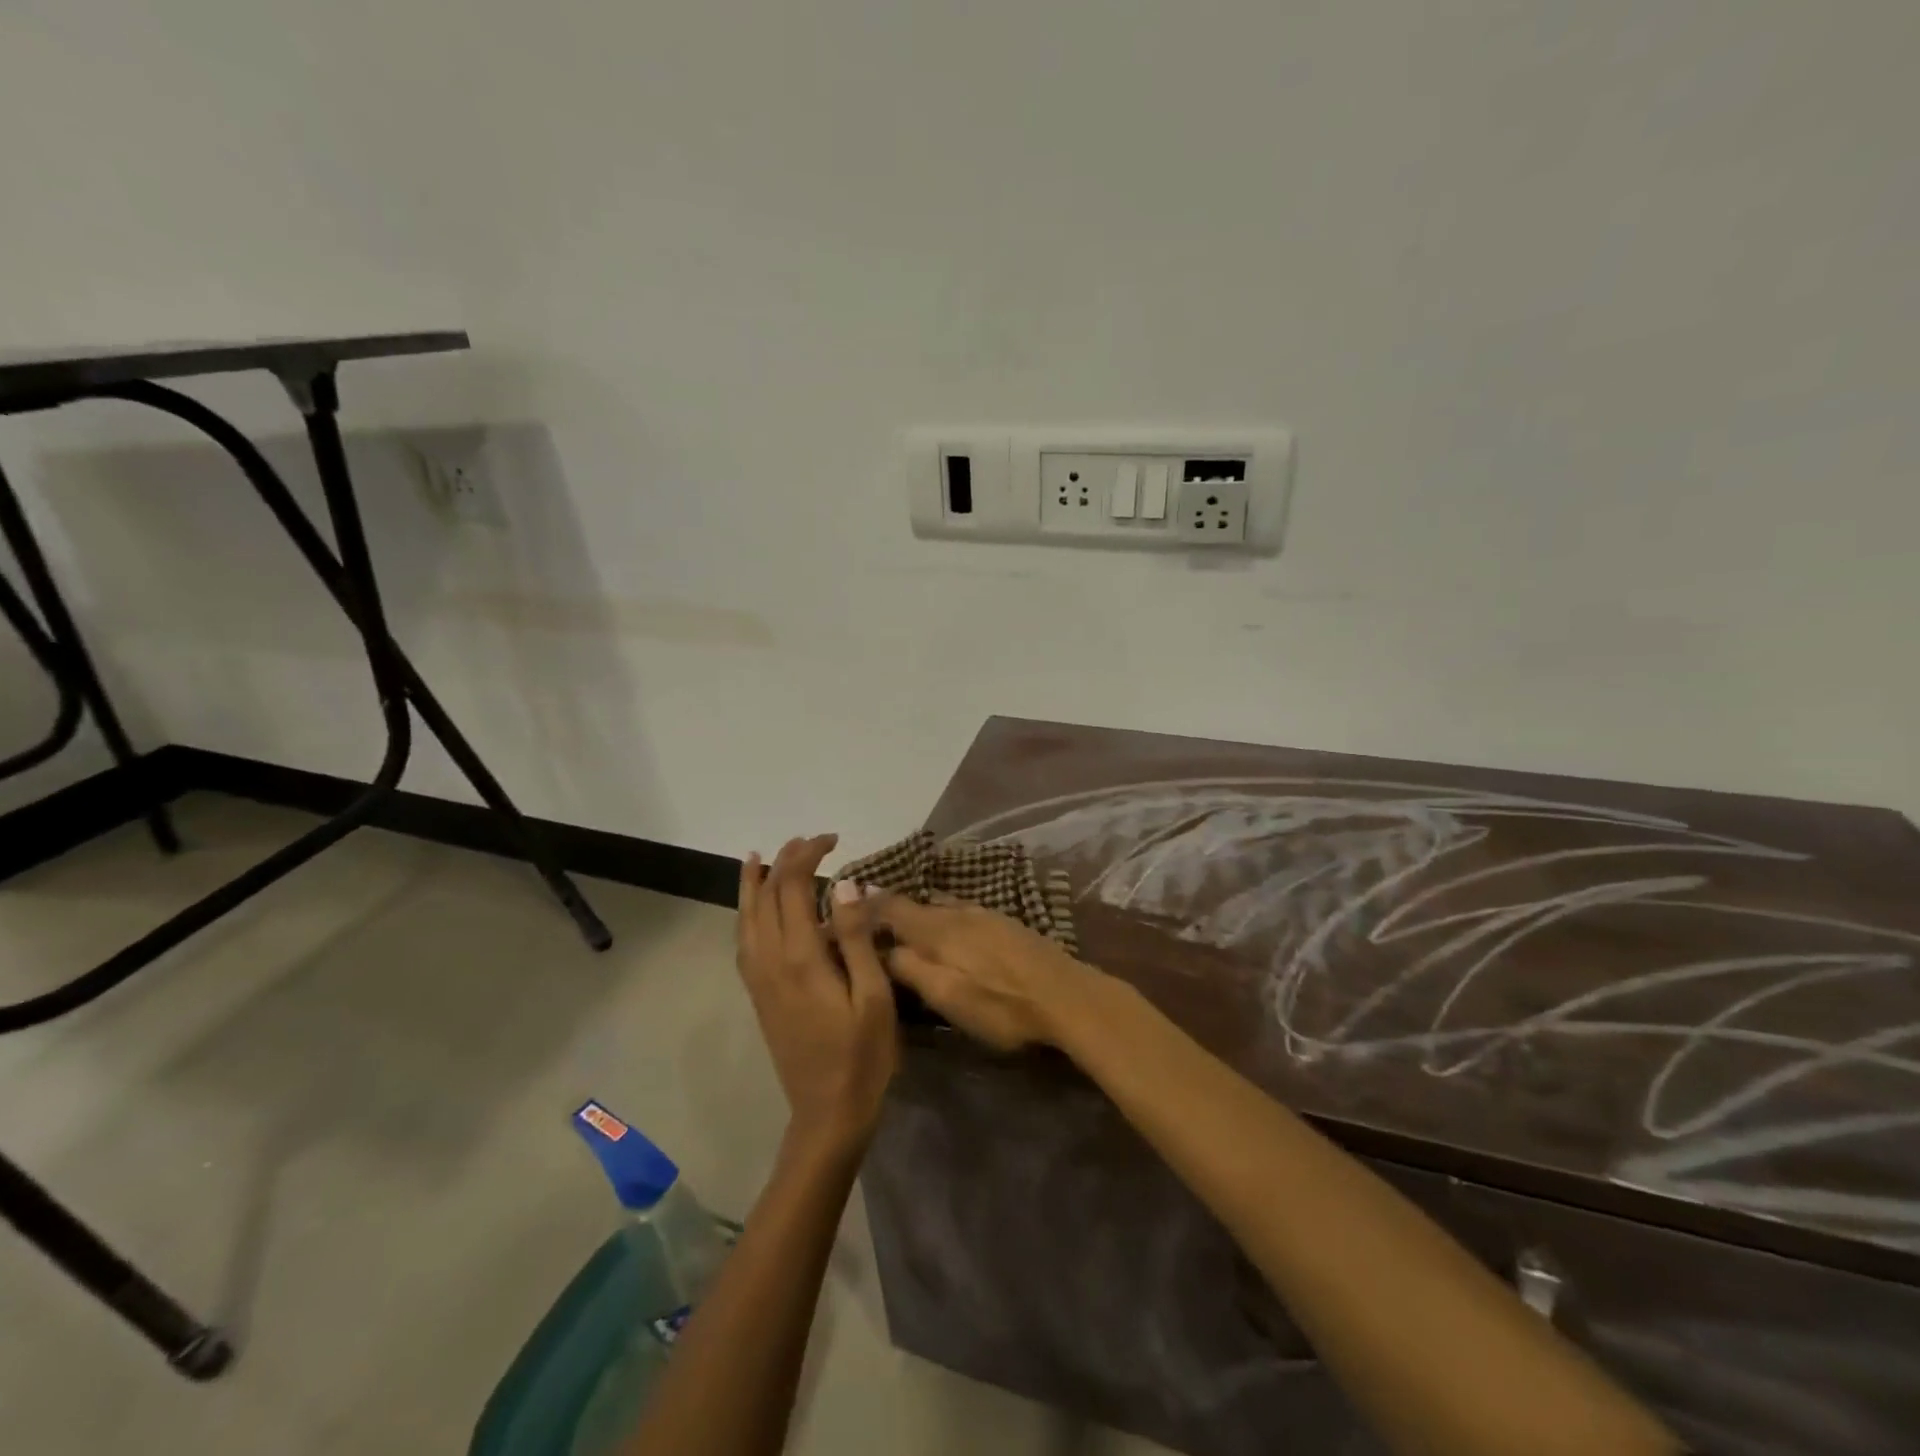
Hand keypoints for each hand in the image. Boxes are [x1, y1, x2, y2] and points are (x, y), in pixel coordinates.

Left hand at [736, 835, 897, 1152]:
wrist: (828, 1113)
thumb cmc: (863, 1055)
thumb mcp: (873, 996)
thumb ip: (855, 937)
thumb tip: (844, 884)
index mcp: (801, 957)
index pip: (793, 887)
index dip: (808, 856)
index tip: (834, 840)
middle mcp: (771, 961)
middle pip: (766, 896)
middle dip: (784, 861)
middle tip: (811, 842)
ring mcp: (759, 979)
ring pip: (746, 918)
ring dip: (754, 884)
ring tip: (758, 858)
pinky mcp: (759, 995)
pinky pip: (744, 942)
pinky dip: (745, 914)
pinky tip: (754, 910)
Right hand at [867, 892, 1097, 1051]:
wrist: (1067, 996)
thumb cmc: (1002, 1005)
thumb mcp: (948, 996)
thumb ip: (912, 970)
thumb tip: (883, 950)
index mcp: (938, 929)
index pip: (891, 908)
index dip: (865, 907)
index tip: (843, 910)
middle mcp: (957, 912)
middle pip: (915, 904)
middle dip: (889, 910)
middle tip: (867, 922)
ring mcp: (984, 914)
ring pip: (939, 906)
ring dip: (918, 913)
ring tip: (903, 927)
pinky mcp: (1004, 923)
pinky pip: (960, 911)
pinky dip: (942, 917)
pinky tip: (947, 932)